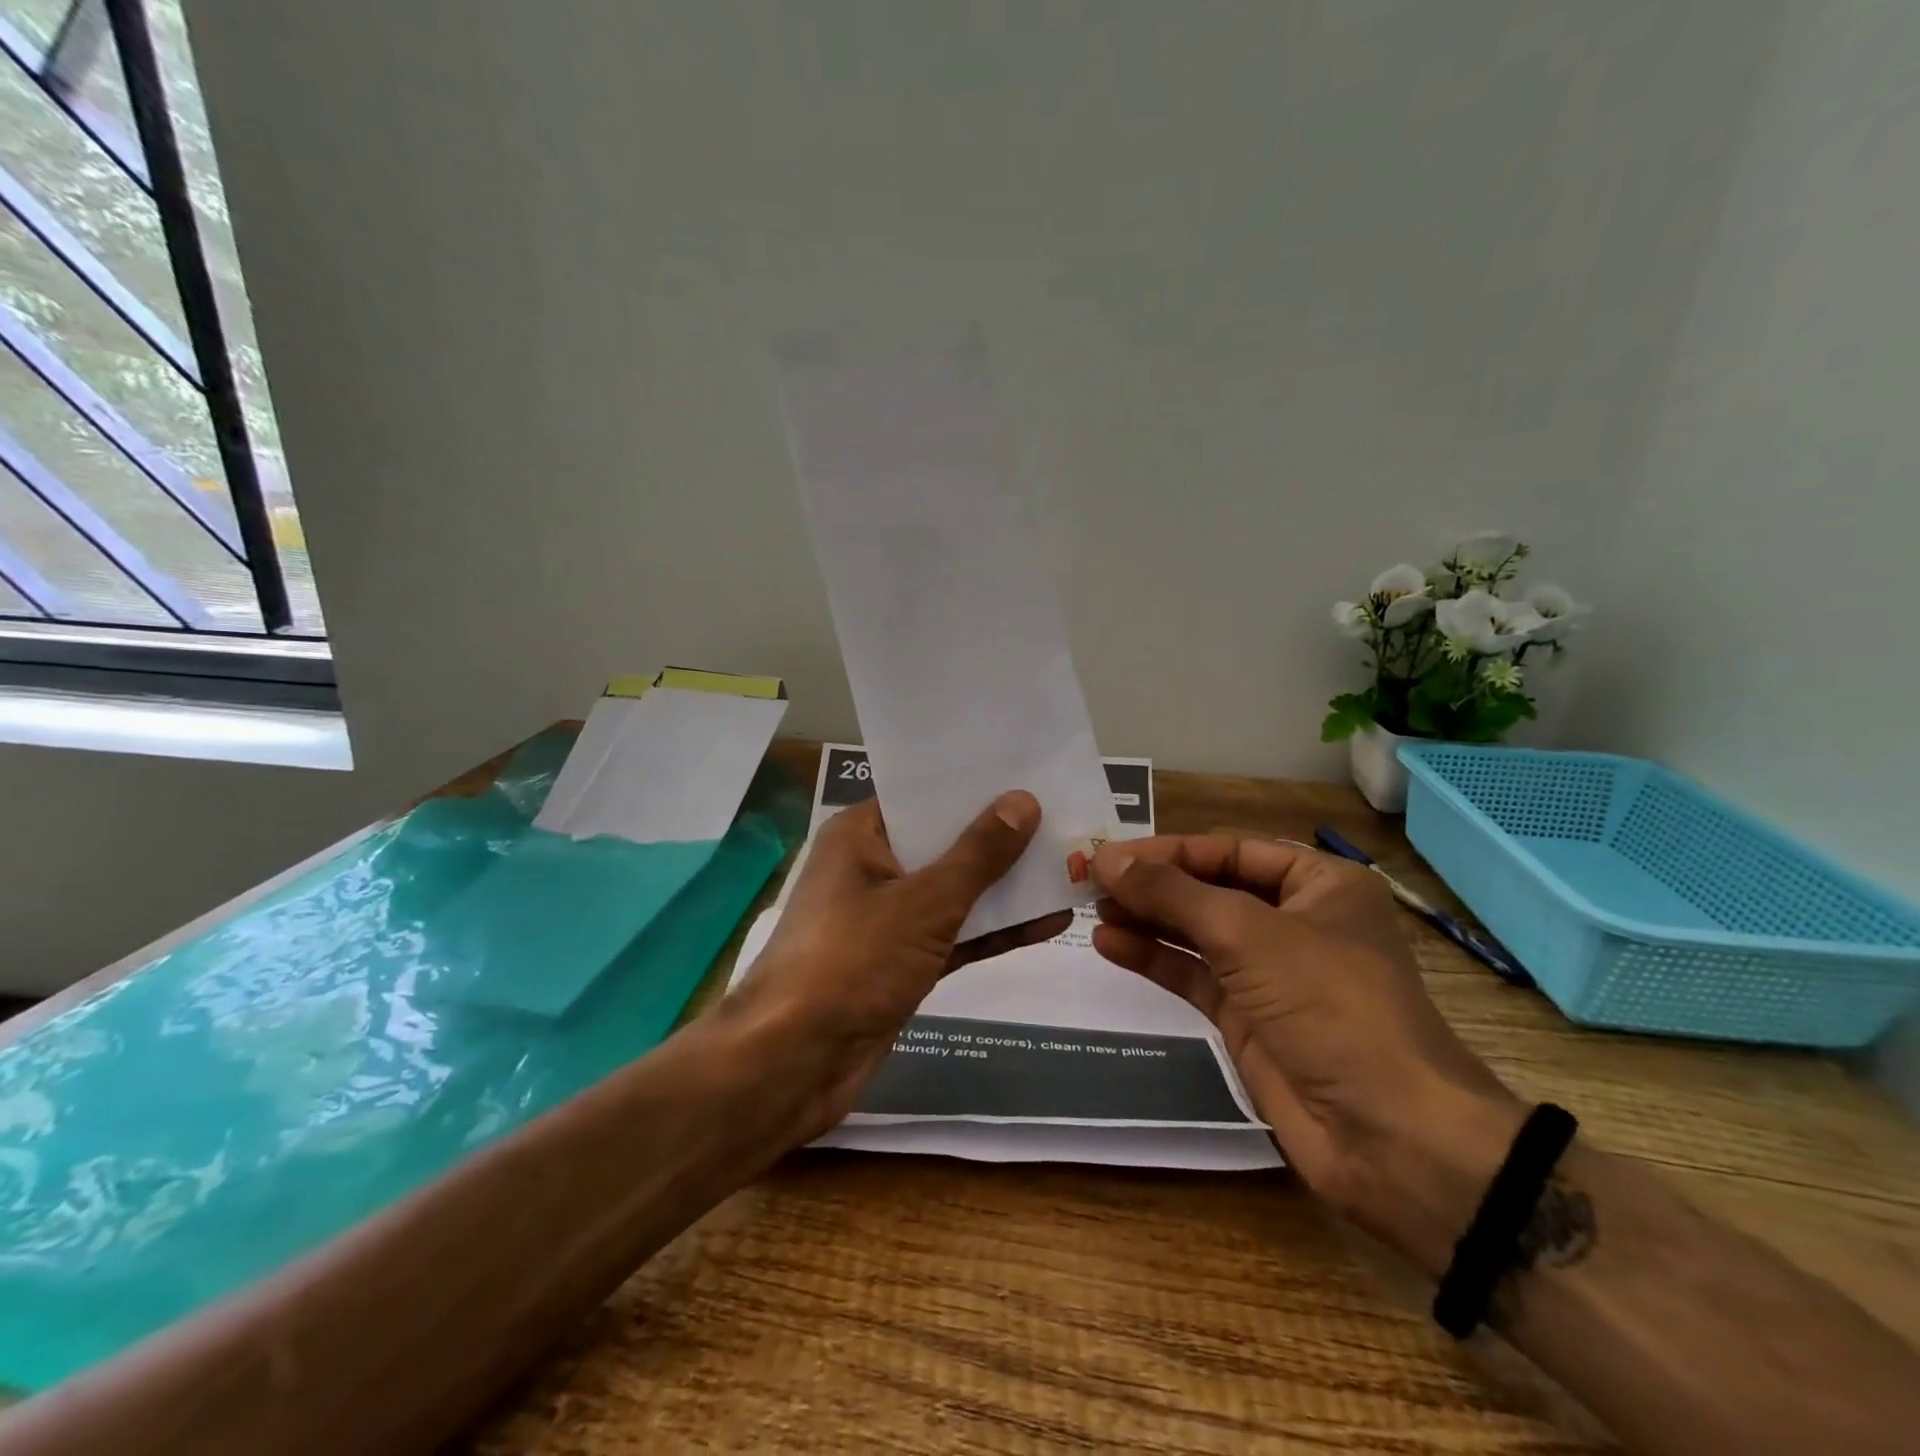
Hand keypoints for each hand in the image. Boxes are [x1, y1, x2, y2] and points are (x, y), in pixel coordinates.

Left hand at [723, 793, 1071, 1144]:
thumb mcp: (924, 901)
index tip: (1029, 771)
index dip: (975, 785)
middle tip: (1064, 815)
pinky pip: (955, 934)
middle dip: (1001, 835)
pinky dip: (994, 929)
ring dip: (1005, 885)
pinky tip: (1049, 920)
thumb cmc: (852, 960)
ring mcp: (888, 918)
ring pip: (955, 891)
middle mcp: (872, 868)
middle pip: (944, 842)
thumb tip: (1024, 800)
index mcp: (861, 835)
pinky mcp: (902, 961)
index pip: (924, 795)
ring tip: (1069, 864)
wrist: (795, 1062)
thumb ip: (978, 854)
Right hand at [1090, 835, 1524, 1272]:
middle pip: (1209, 889)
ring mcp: (1271, 973)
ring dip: (1147, 919)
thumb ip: (1171, 893)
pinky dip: (1154, 958)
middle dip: (1152, 885)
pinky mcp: (1249, 1017)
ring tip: (1091, 909)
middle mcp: (1295, 920)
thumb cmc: (1330, 1004)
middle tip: (1088, 880)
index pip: (1228, 850)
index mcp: (1318, 883)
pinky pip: (1193, 976)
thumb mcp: (1246, 932)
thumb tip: (1105, 858)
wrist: (1390, 1136)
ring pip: (1196, 933)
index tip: (1108, 854)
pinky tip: (1110, 945)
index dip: (1166, 850)